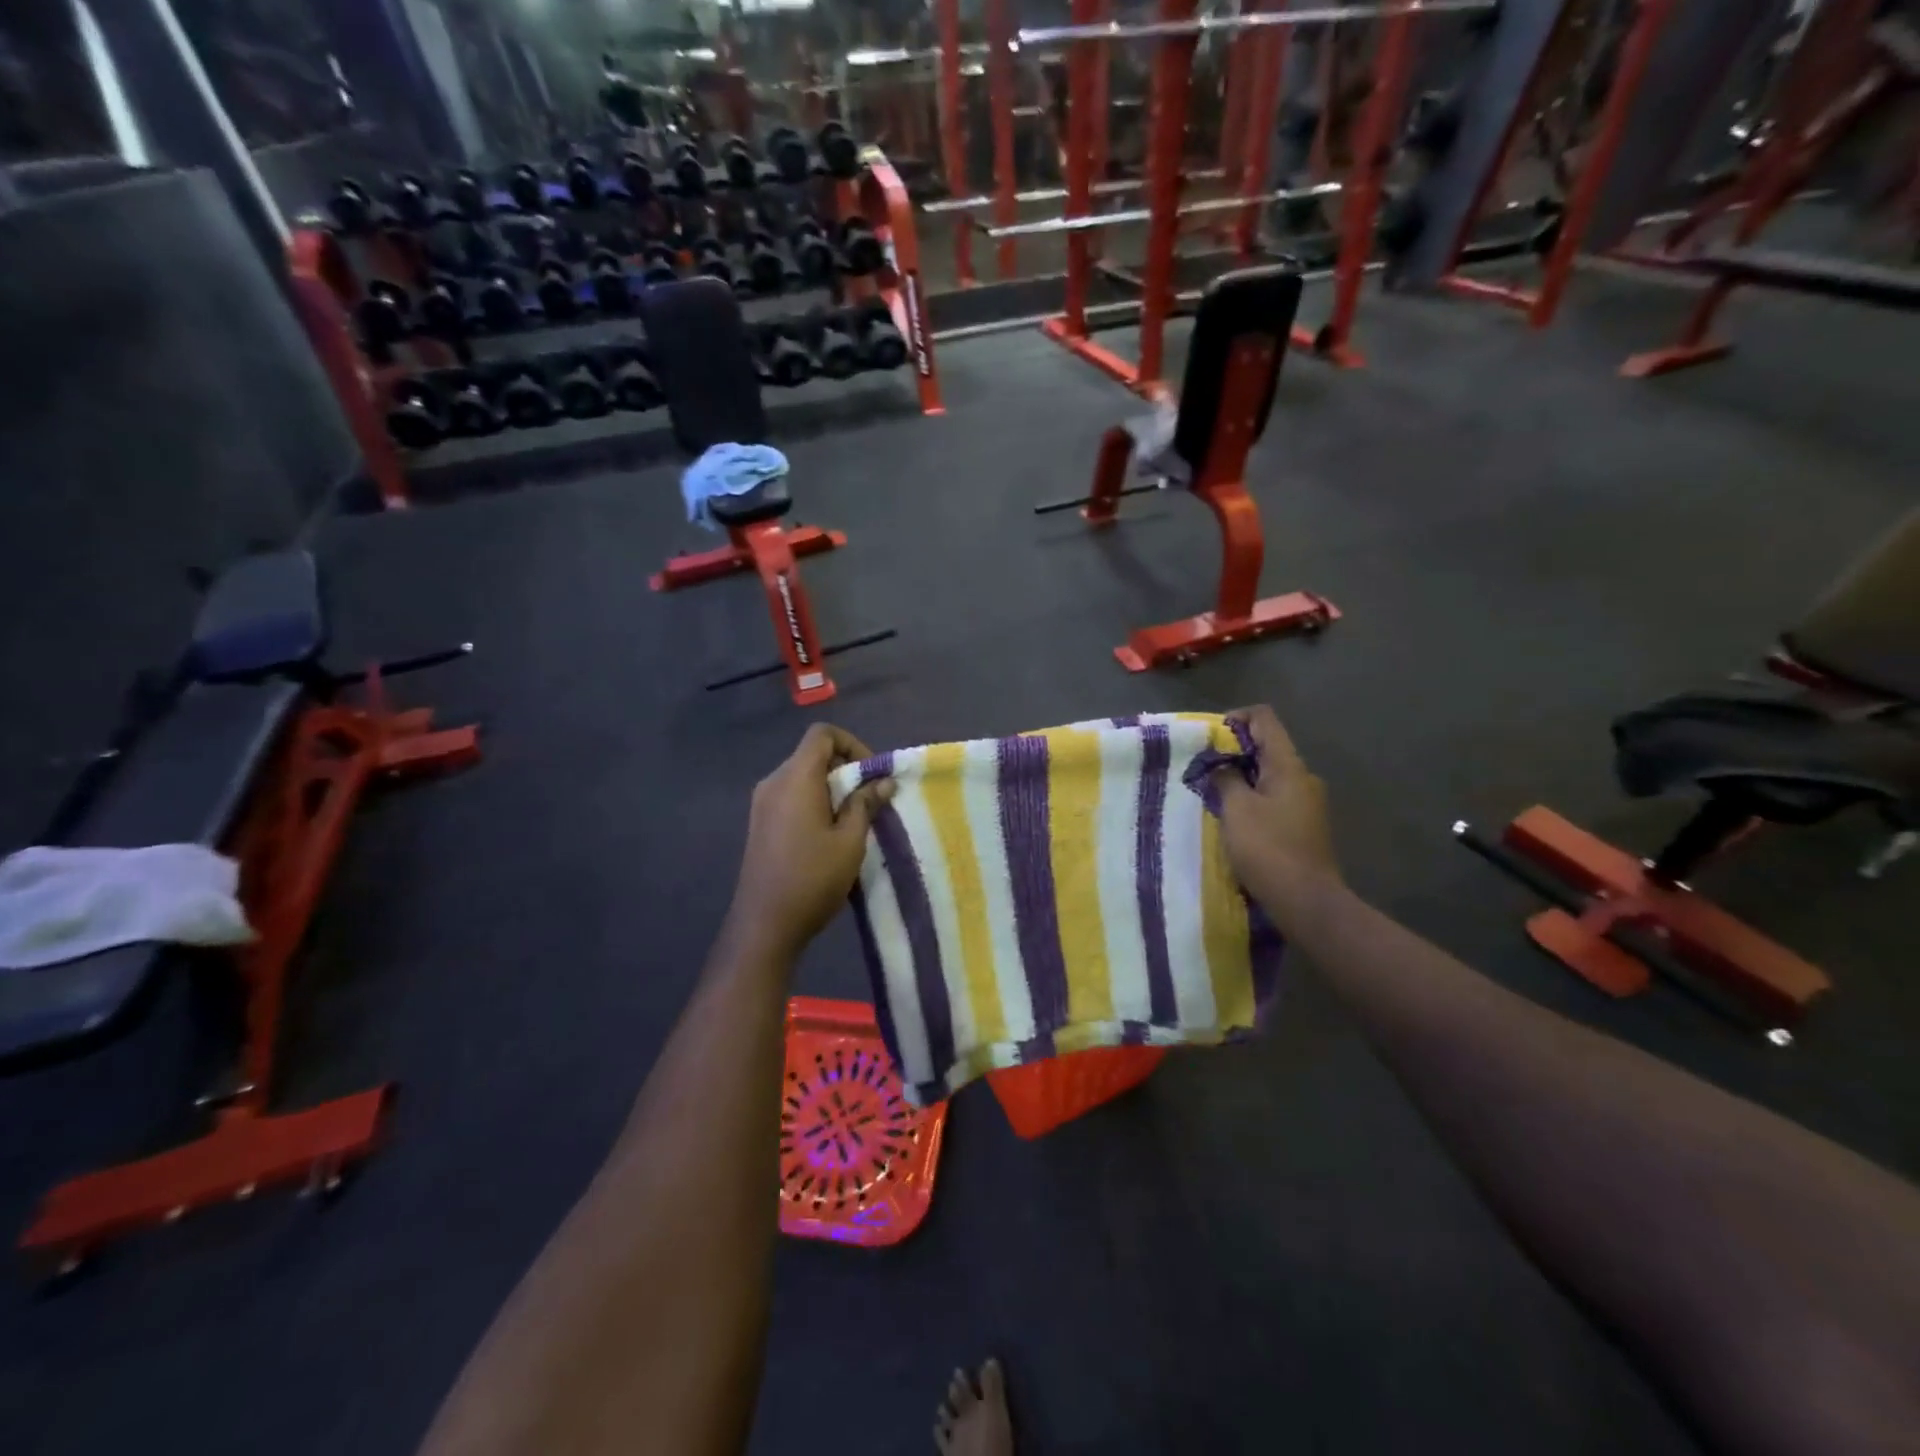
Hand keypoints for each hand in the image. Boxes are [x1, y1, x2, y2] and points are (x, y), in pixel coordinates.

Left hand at [725, 723, 893, 959]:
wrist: (765, 923)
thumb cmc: (813, 878)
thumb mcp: (850, 840)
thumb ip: (866, 803)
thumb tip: (883, 781)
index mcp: (795, 778)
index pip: (822, 734)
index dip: (852, 744)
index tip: (871, 774)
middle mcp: (774, 782)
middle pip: (812, 754)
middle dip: (845, 768)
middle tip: (870, 799)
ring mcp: (762, 803)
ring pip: (802, 776)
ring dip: (831, 787)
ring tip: (854, 819)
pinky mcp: (760, 823)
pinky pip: (791, 796)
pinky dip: (814, 801)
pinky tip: (829, 833)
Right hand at [1212, 706, 1338, 913]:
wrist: (1306, 901)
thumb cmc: (1268, 849)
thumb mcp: (1236, 809)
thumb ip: (1226, 778)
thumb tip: (1222, 766)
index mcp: (1288, 766)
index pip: (1264, 719)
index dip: (1235, 718)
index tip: (1209, 739)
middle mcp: (1303, 777)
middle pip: (1267, 746)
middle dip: (1233, 752)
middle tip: (1203, 769)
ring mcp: (1307, 802)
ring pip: (1269, 774)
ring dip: (1241, 777)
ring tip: (1213, 794)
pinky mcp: (1304, 824)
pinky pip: (1274, 797)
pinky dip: (1252, 797)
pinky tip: (1234, 818)